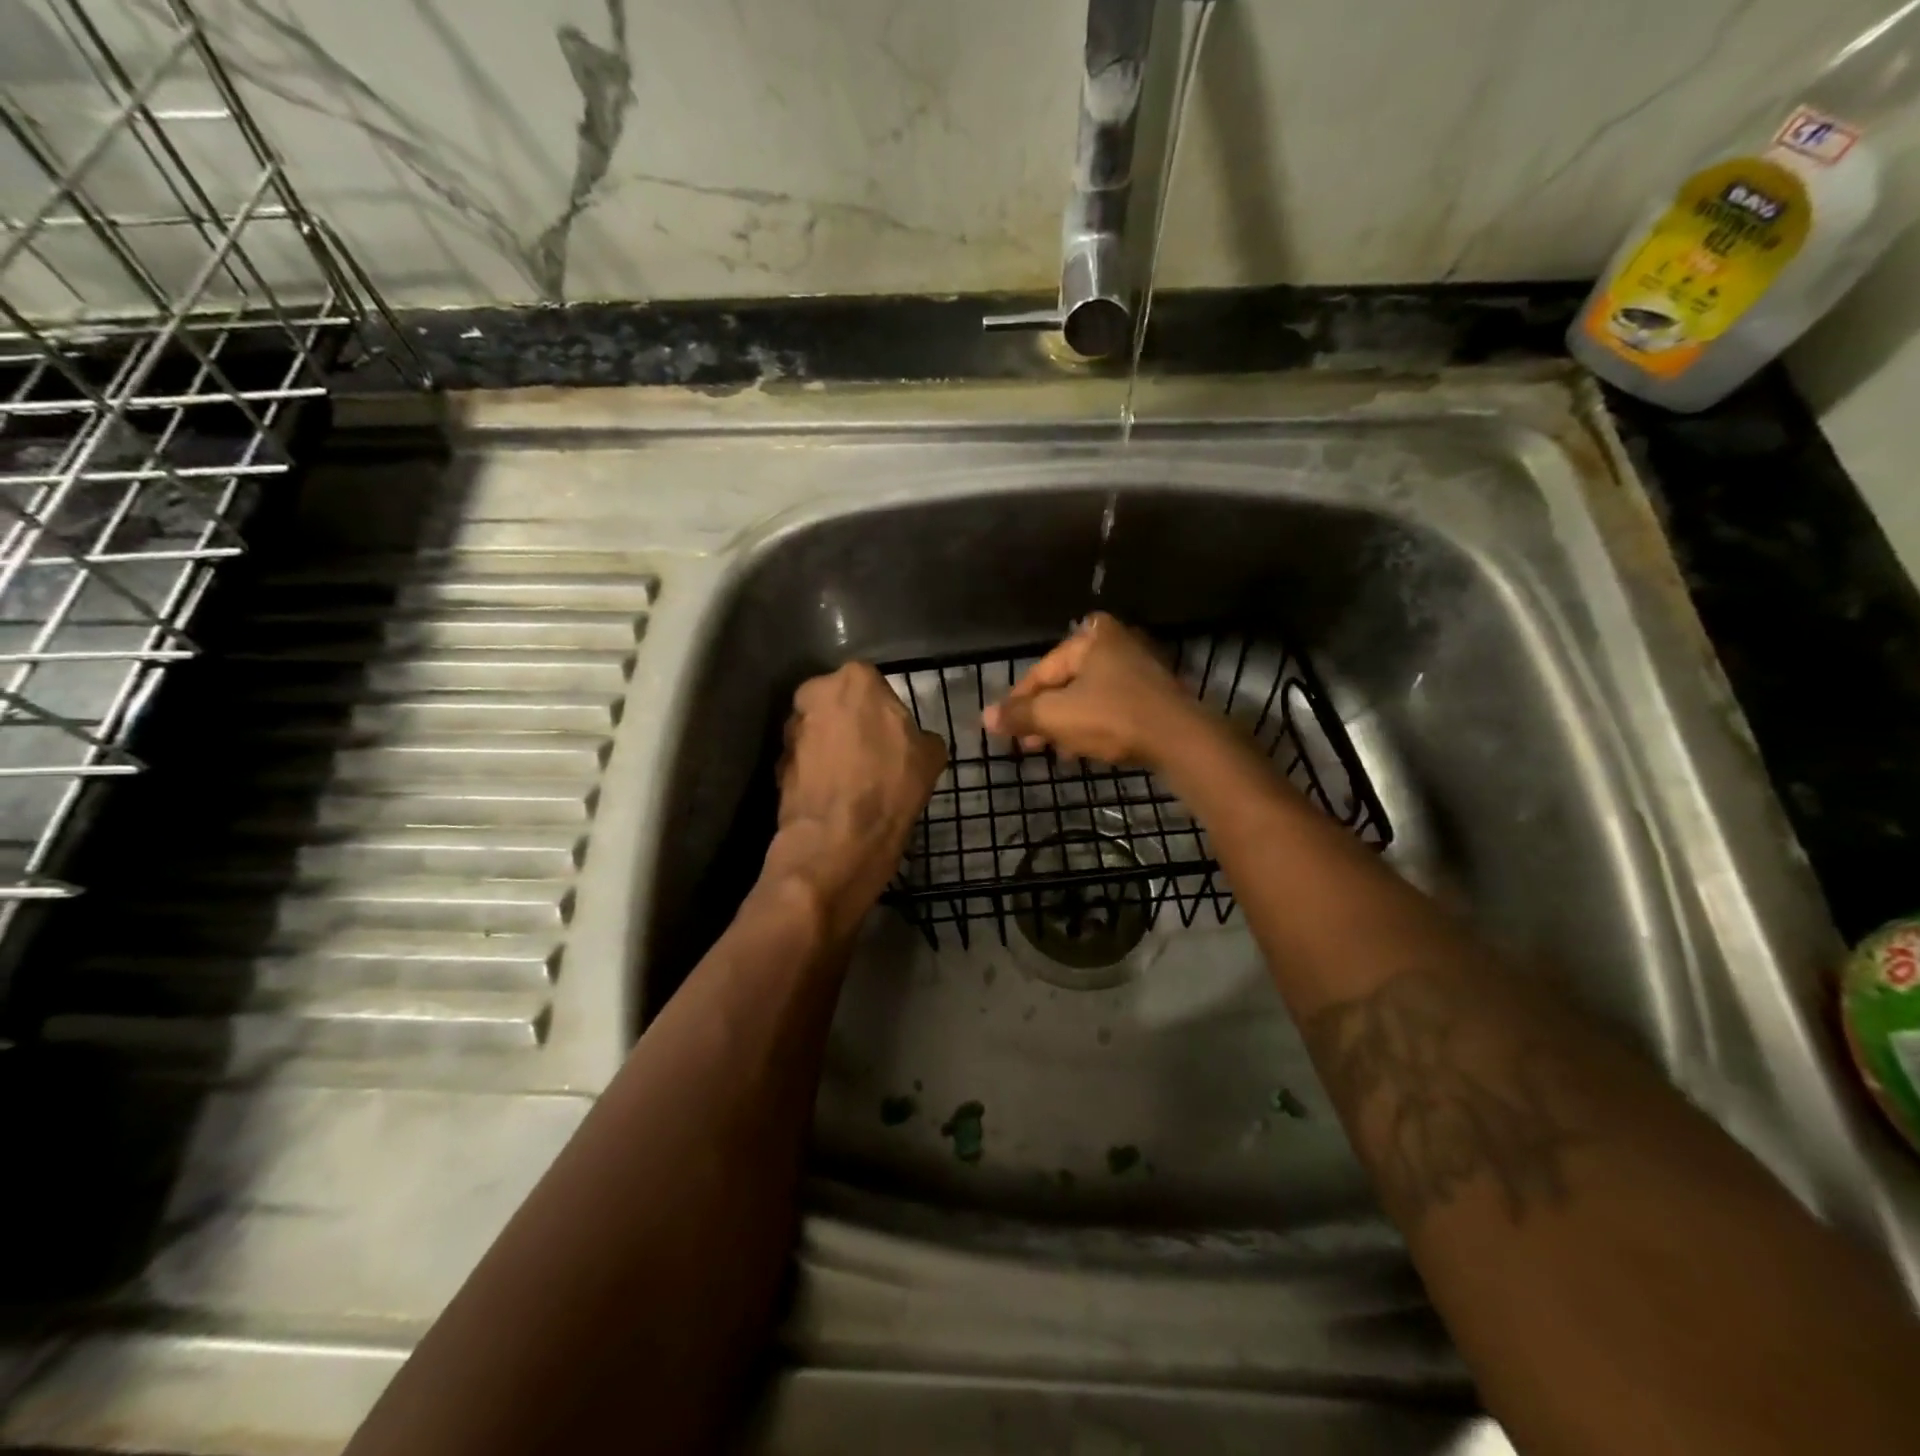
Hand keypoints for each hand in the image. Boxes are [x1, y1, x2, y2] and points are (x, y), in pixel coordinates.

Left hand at [766, 662, 945, 938]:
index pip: (873, 684)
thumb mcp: (931, 757)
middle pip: (838, 703)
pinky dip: (816, 773)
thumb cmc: (890, 787)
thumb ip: (921, 736)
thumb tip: (917, 741)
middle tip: (873, 754)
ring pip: (818, 731)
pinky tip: (835, 797)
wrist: (838, 841)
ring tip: (853, 779)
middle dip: (851, 723)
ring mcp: (791, 730)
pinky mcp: (777, 764)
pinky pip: (804, 761)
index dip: (884, 712)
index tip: (894, 736)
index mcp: (855, 680)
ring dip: (831, 747)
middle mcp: (815, 694)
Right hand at [982, 613, 1206, 767]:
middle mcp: (1115, 643)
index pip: (1041, 672)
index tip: (1004, 729)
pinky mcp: (1153, 694)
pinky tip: (1081, 749)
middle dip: (1043, 715)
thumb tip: (985, 717)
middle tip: (1028, 744)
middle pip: (1064, 682)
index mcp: (1091, 638)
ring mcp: (1138, 668)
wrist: (1181, 740)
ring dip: (1066, 723)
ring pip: (1087, 696)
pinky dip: (1092, 724)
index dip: (1018, 702)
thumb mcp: (1057, 717)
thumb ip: (1020, 715)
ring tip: (1052, 750)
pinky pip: (1110, 706)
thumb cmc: (1113, 718)